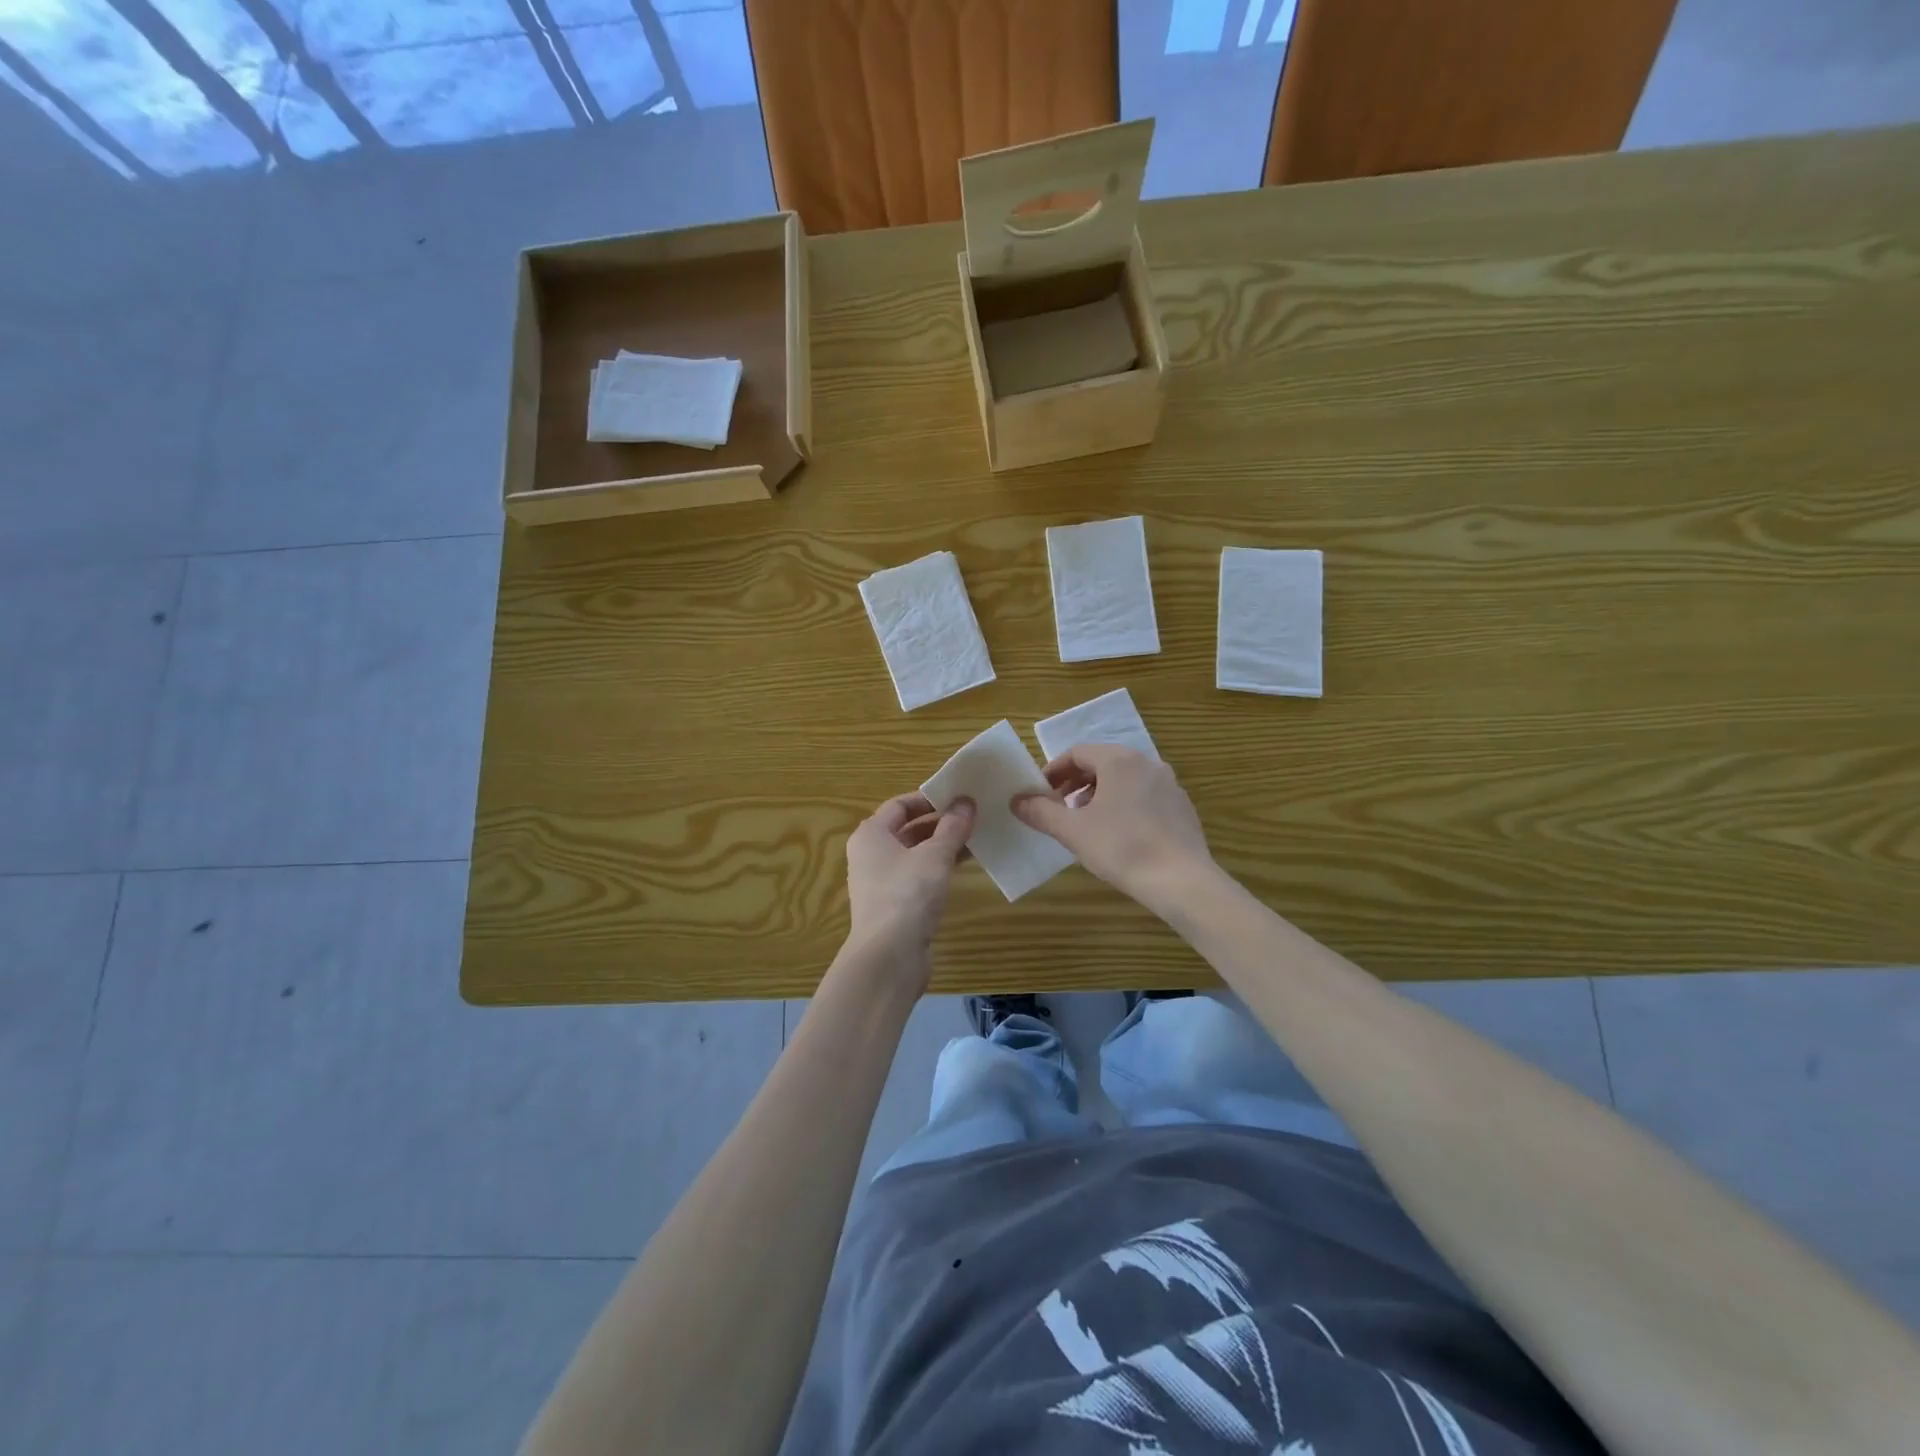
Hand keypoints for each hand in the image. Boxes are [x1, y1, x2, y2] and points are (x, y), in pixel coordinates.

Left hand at [845, 792, 975, 957]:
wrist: (889, 957)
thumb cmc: (907, 894)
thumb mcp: (935, 855)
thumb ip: (952, 827)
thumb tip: (966, 803)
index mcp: (871, 834)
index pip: (900, 805)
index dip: (930, 799)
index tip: (960, 796)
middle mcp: (871, 854)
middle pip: (908, 829)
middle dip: (941, 822)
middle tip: (974, 815)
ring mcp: (882, 882)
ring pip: (916, 854)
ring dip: (943, 845)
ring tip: (977, 837)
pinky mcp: (895, 905)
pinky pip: (919, 876)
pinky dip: (939, 868)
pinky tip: (965, 866)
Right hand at [1013, 745, 1216, 914]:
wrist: (1181, 881)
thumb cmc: (1121, 848)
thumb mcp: (1072, 831)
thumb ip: (1041, 812)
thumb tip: (1016, 800)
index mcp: (1118, 760)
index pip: (1077, 753)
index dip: (1054, 771)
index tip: (1040, 793)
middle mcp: (1147, 763)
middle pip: (1102, 763)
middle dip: (1076, 783)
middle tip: (1059, 808)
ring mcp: (1169, 784)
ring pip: (1124, 780)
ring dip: (1099, 794)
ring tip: (1086, 823)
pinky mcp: (1182, 807)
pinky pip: (1144, 796)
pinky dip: (1124, 805)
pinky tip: (1119, 835)